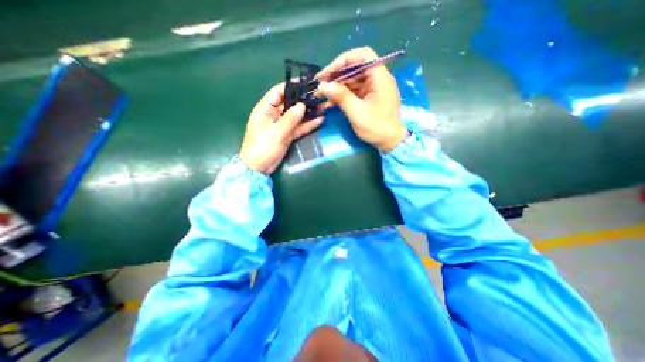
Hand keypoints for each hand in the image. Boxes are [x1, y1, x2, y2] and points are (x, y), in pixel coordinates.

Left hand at [240, 82, 321, 174]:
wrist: (259, 168)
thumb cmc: (262, 147)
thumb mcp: (276, 132)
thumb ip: (290, 119)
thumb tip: (302, 105)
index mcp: (265, 109)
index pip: (278, 92)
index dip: (290, 86)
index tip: (305, 82)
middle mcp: (274, 115)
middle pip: (290, 104)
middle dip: (303, 100)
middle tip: (318, 95)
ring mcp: (282, 126)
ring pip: (296, 116)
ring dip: (308, 112)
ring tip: (322, 107)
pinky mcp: (287, 135)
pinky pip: (299, 128)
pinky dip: (308, 125)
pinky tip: (319, 120)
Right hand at [318, 45, 407, 150]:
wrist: (389, 142)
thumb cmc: (377, 128)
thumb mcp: (357, 113)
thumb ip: (341, 97)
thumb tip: (323, 85)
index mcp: (380, 77)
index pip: (362, 56)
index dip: (343, 61)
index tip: (328, 73)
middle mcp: (377, 79)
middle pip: (355, 69)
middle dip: (336, 77)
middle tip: (320, 86)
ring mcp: (373, 89)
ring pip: (352, 81)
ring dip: (337, 87)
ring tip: (321, 95)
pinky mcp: (369, 98)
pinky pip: (354, 92)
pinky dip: (342, 95)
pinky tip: (331, 103)